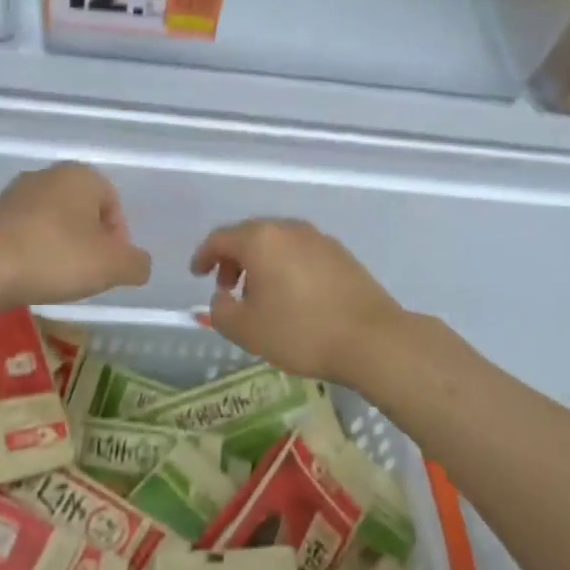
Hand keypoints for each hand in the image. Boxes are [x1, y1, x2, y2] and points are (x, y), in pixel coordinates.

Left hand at [0, 163, 151, 305]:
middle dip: (89, 244)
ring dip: (60, 249)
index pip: (114, 206)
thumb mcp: (113, 266)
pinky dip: (32, 253)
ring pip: (52, 223)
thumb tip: (137, 264)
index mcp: (82, 176)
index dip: (118, 240)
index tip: (108, 268)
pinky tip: (29, 277)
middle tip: (86, 276)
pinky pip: (24, 234)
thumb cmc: (55, 257)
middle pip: (83, 213)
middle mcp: (48, 175)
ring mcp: (15, 194)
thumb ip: (136, 264)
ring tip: (55, 280)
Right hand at [189, 218, 403, 387]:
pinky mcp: (341, 254)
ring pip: (278, 244)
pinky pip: (301, 253)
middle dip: (233, 259)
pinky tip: (291, 297)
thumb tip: (222, 298)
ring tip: (259, 297)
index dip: (203, 255)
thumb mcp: (247, 330)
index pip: (221, 238)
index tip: (197, 274)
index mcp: (261, 239)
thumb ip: (221, 310)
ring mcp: (319, 239)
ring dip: (261, 264)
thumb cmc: (301, 331)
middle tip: (227, 287)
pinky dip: (286, 267)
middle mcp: (289, 229)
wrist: (372, 339)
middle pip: (250, 236)